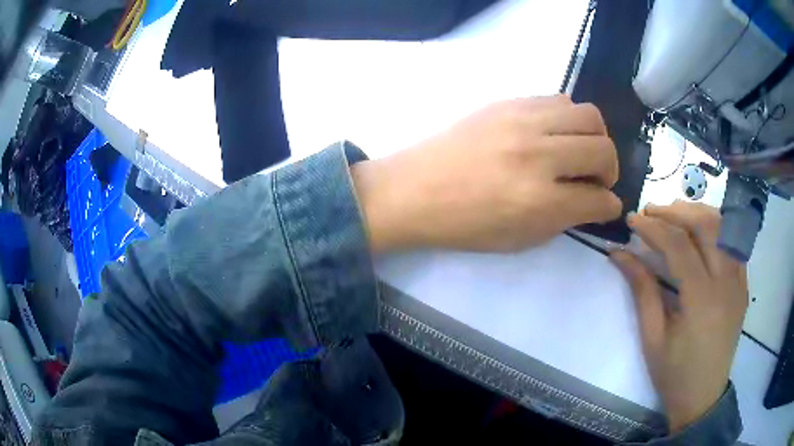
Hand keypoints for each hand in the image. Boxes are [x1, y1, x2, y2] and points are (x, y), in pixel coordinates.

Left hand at [352, 95, 621, 251]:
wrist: (414, 190)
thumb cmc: (463, 224)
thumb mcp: (519, 239)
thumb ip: (563, 219)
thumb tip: (592, 200)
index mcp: (539, 201)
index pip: (598, 198)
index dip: (608, 205)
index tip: (607, 204)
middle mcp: (538, 155)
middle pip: (603, 148)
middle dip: (609, 169)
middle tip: (595, 179)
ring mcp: (523, 121)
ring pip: (588, 114)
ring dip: (594, 137)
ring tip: (578, 152)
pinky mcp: (508, 102)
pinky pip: (558, 99)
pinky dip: (568, 118)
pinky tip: (554, 134)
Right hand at [610, 202, 747, 432]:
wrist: (703, 397)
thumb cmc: (674, 373)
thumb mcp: (652, 337)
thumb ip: (641, 290)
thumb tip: (619, 253)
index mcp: (701, 300)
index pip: (679, 245)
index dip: (653, 227)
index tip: (633, 219)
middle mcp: (726, 282)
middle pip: (705, 225)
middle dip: (676, 211)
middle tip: (652, 211)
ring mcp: (739, 280)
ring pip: (723, 227)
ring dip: (697, 214)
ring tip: (675, 215)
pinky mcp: (743, 284)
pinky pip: (733, 243)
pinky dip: (716, 229)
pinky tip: (701, 234)